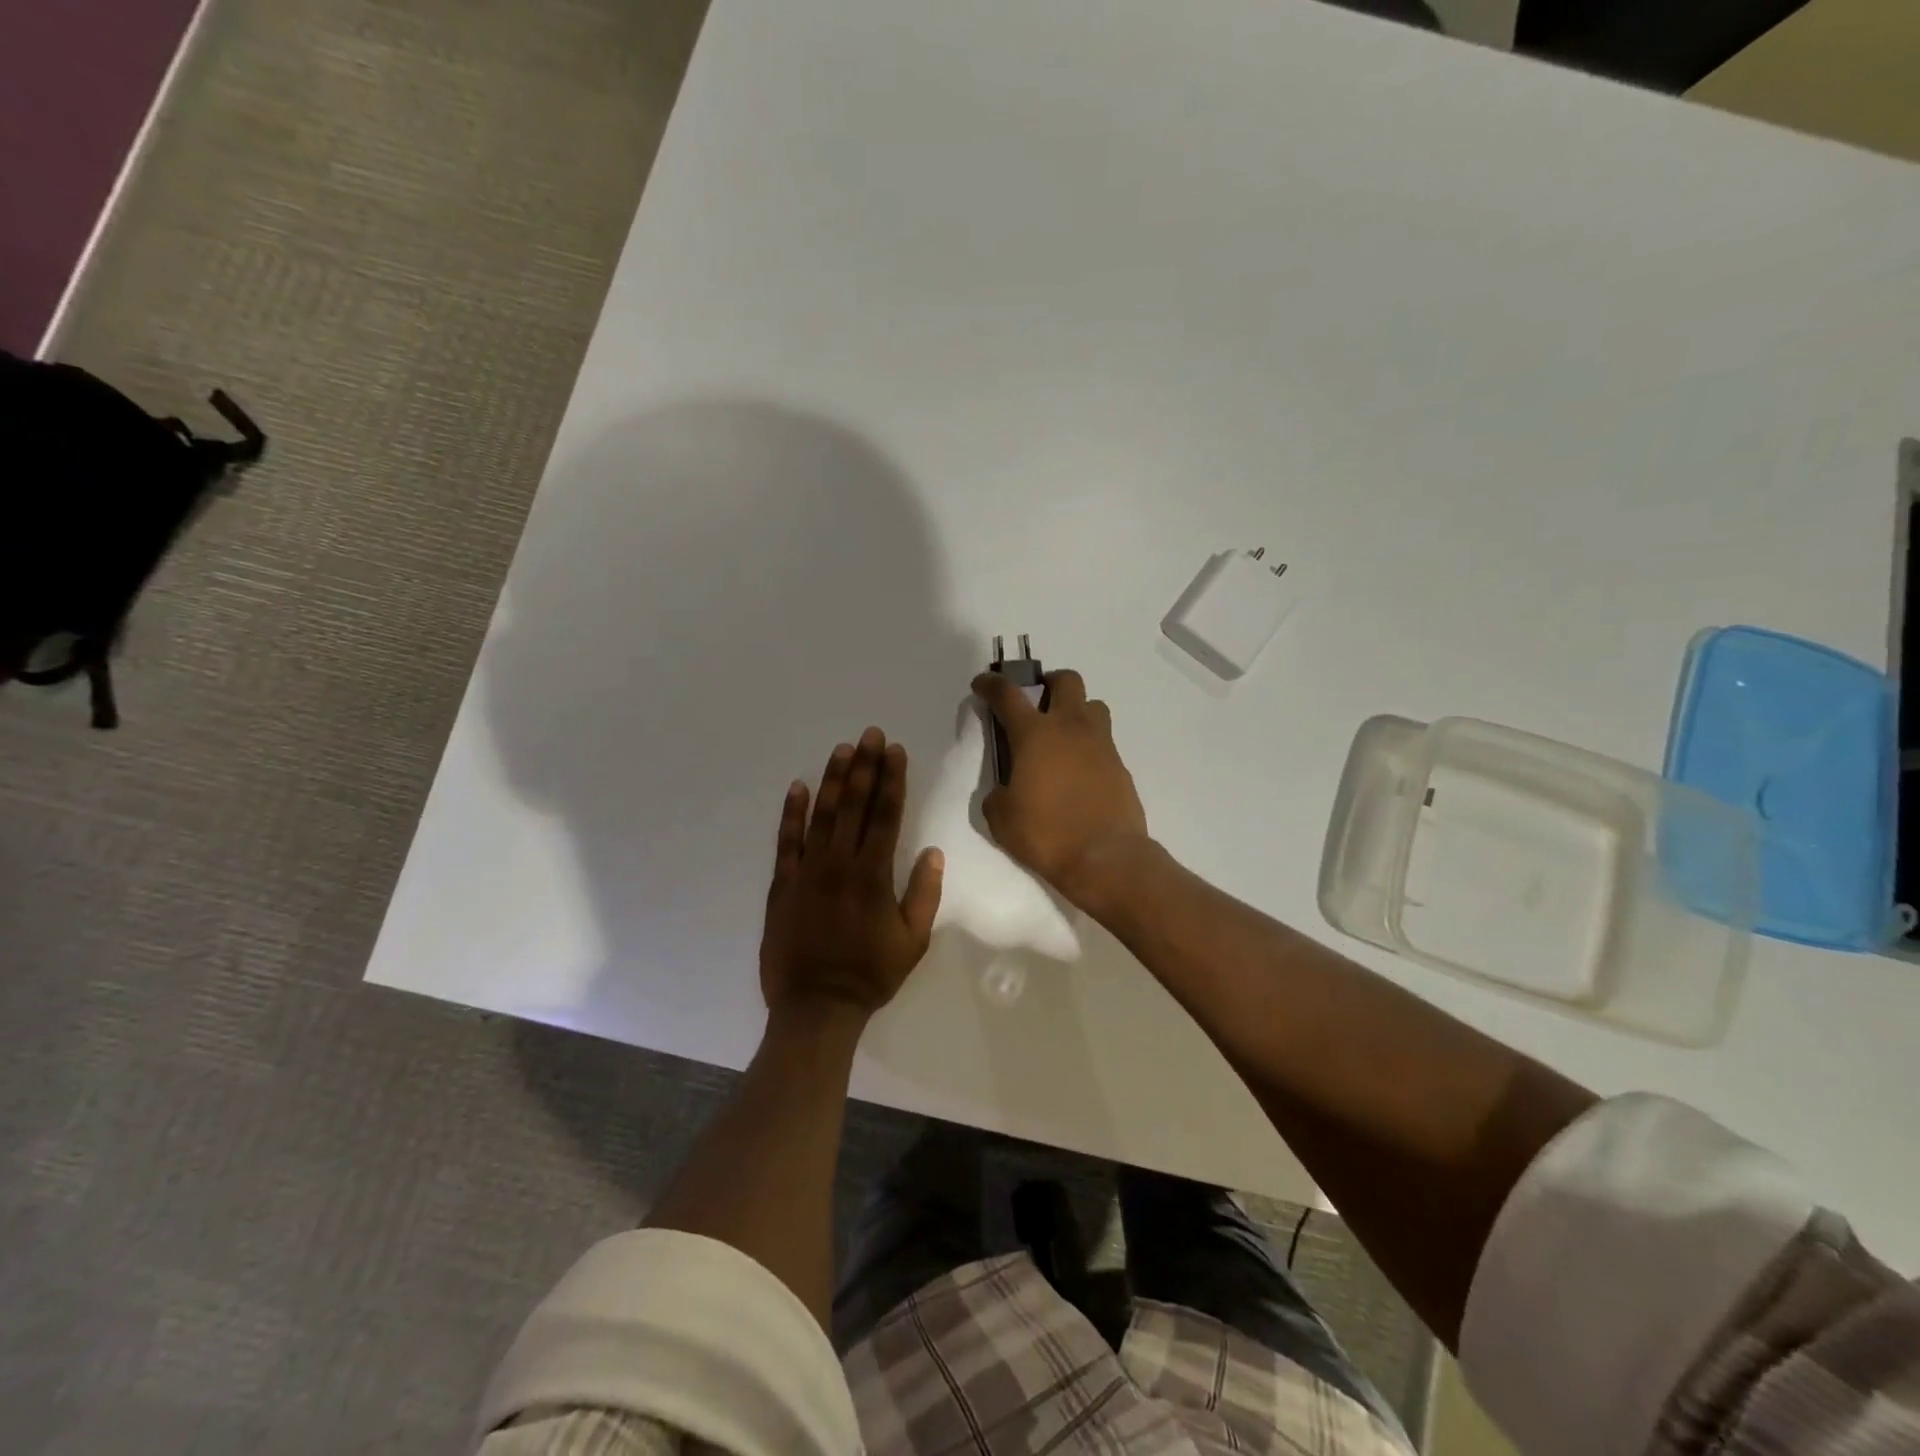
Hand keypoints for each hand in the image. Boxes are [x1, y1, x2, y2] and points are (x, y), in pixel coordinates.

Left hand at [759, 727, 944, 1026]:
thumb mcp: (913, 941)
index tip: (895, 751)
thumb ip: (924, 894)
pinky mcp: (783, 884)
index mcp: (873, 875)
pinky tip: (797, 787)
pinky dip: (791, 814)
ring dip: (832, 780)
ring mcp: (807, 872)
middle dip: (864, 766)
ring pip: (821, 815)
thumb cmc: (870, 975)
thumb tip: (933, 852)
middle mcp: (840, 864)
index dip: (891, 780)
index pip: (885, 815)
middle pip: (854, 805)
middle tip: (869, 734)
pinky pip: (786, 842)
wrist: (816, 1007)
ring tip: (841, 749)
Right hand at [972, 669, 1149, 909]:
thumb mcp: (1001, 818)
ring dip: (1076, 709)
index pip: (1008, 695)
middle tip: (1036, 701)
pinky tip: (1079, 770)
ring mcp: (1100, 743)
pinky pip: (1104, 739)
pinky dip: (1089, 744)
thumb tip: (1004, 791)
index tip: (983, 684)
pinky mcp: (1120, 764)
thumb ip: (997, 795)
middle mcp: (1070, 728)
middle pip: (1066, 680)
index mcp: (1035, 734)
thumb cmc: (1046, 834)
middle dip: (1048, 682)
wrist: (1106, 857)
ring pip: (1093, 705)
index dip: (991, 684)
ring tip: (1062, 734)